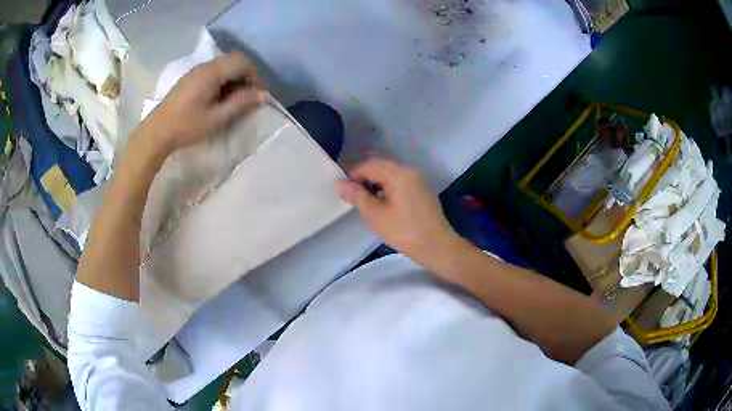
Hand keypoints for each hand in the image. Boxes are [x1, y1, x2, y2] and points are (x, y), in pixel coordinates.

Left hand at [138, 52, 267, 156]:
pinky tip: (219, 98)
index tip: (257, 94)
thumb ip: (240, 103)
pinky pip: (213, 71)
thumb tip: (263, 95)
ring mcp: (196, 71)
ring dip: (234, 77)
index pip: (241, 62)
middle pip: (233, 60)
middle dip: (245, 75)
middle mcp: (204, 66)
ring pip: (223, 65)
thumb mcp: (216, 118)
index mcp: (211, 73)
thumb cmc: (186, 126)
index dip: (254, 75)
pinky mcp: (190, 78)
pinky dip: (223, 80)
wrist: (157, 132)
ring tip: (234, 99)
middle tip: (247, 96)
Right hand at [337, 157, 460, 263]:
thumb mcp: (375, 215)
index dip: (353, 175)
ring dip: (376, 184)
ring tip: (367, 203)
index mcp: (398, 173)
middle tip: (354, 198)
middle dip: (364, 179)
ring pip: (390, 174)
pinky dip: (388, 188)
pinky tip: (384, 205)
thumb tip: (340, 183)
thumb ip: (357, 196)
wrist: (437, 246)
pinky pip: (400, 182)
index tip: (345, 192)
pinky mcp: (422, 190)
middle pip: (381, 166)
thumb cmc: (404, 231)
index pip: (369, 165)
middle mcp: (409, 170)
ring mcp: (418, 180)